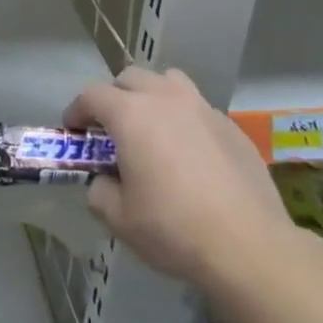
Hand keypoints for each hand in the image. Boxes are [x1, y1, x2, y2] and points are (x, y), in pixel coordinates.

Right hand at [64, 67, 298, 297]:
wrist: (248, 245)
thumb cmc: (174, 229)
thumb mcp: (120, 219)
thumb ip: (100, 192)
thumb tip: (104, 181)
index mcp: (131, 114)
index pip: (92, 95)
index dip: (77, 110)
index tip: (73, 131)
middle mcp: (165, 98)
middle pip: (130, 77)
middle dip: (115, 97)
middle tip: (112, 130)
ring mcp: (202, 108)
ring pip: (168, 82)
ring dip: (153, 96)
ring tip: (154, 128)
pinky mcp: (231, 126)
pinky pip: (198, 108)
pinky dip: (185, 120)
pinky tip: (191, 154)